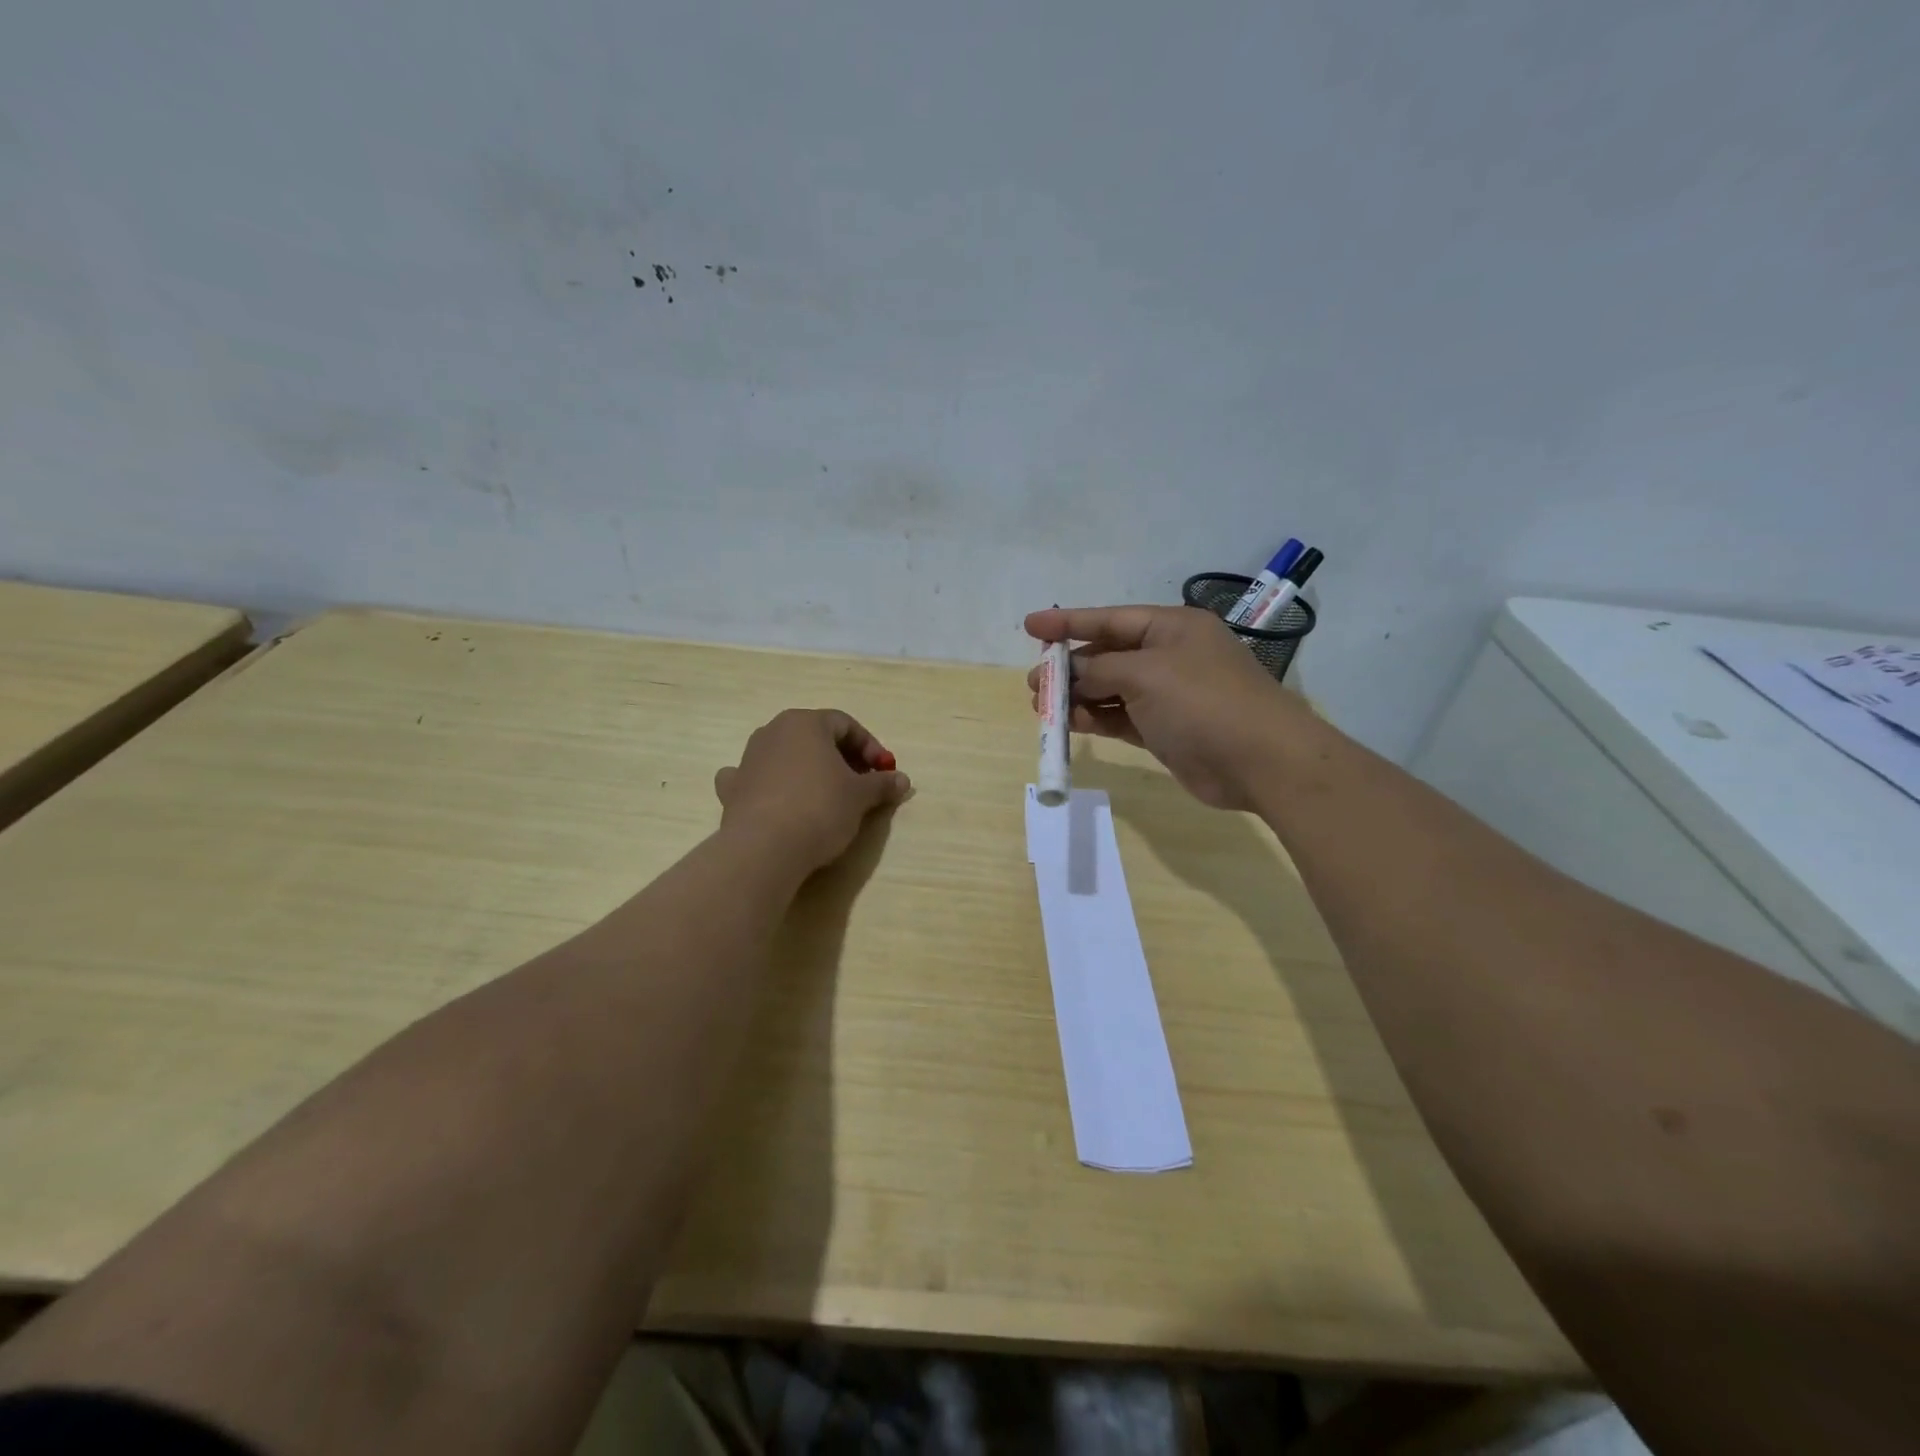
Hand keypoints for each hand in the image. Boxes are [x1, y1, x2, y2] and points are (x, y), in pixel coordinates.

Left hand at [714, 709, 911, 871]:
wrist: (764, 848)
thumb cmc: (819, 808)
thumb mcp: (860, 797)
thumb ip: (882, 784)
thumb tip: (902, 780)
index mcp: (805, 723)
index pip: (846, 724)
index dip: (870, 747)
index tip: (884, 772)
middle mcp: (773, 731)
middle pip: (815, 738)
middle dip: (842, 758)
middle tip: (862, 784)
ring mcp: (748, 759)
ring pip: (786, 756)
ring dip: (809, 770)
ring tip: (827, 797)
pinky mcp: (733, 789)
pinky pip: (757, 779)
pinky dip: (771, 785)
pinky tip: (777, 800)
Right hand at [1026, 605, 1307, 811]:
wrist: (1260, 761)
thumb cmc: (1202, 702)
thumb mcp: (1145, 674)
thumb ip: (1100, 670)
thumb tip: (1072, 675)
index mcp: (1171, 628)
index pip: (1109, 619)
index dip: (1067, 622)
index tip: (1030, 626)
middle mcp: (1169, 656)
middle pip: (1108, 655)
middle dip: (1070, 668)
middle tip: (1035, 684)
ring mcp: (1169, 695)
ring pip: (1112, 689)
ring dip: (1079, 697)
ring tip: (1044, 708)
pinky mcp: (1166, 729)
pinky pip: (1122, 717)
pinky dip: (1097, 719)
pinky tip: (1072, 724)